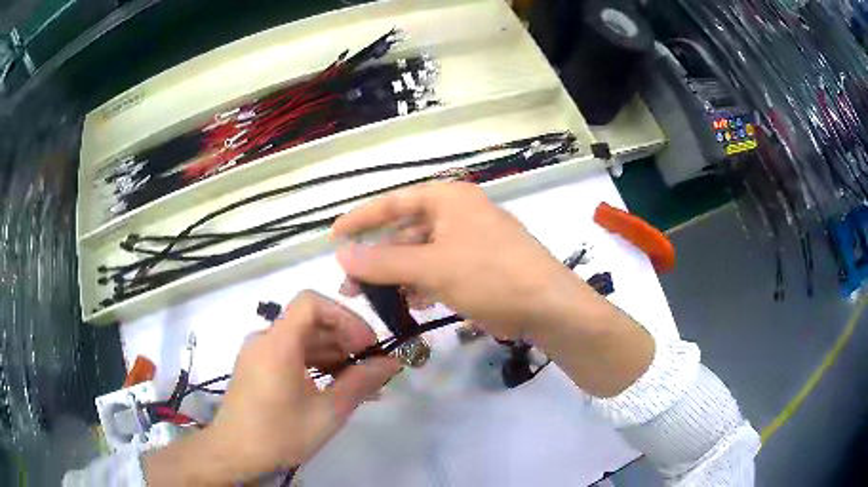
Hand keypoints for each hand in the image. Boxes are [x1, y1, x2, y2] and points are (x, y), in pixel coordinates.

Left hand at [143, 291, 399, 484]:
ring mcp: (257, 352)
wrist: (234, 453)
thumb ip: (360, 383)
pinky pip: (290, 354)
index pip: (311, 302)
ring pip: (301, 339)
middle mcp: (264, 339)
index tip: (366, 344)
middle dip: (344, 339)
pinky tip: (333, 386)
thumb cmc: (280, 434)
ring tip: (358, 382)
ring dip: (332, 354)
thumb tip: (390, 363)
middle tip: (370, 367)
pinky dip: (314, 364)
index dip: (344, 316)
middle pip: (309, 321)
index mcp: (278, 344)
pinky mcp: (256, 366)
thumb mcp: (327, 412)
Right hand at [333, 182, 592, 339]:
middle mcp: (459, 213)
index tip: (335, 236)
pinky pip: (440, 270)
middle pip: (406, 231)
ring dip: (397, 274)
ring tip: (372, 297)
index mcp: (448, 199)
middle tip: (350, 282)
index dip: (361, 218)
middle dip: (377, 257)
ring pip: (421, 254)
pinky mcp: (480, 267)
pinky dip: (422, 284)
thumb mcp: (432, 268)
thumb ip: (383, 262)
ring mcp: (471, 241)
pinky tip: (408, 302)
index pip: (394, 202)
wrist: (548, 307)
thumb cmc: (490, 275)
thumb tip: (341, 255)